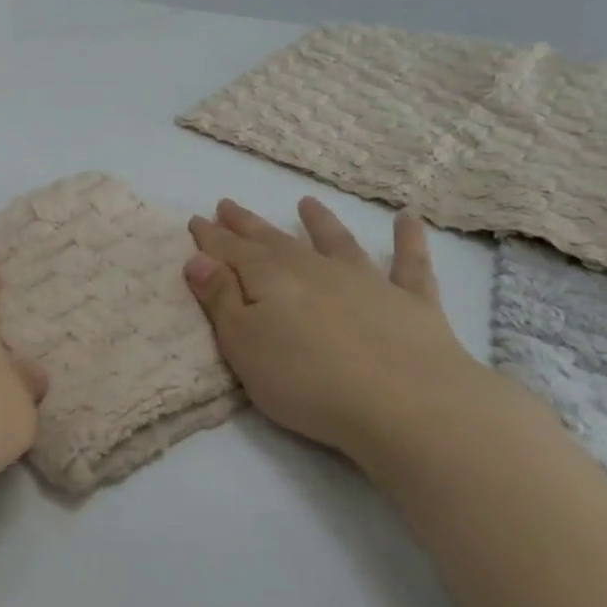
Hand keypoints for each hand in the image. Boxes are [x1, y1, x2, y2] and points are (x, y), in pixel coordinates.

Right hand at [182, 198, 489, 475]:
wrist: (406, 404)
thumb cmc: (307, 381)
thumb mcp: (244, 345)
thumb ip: (220, 300)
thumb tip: (197, 258)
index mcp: (270, 279)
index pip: (231, 251)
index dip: (211, 236)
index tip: (195, 219)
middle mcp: (314, 269)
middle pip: (274, 241)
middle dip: (248, 225)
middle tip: (228, 205)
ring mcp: (366, 281)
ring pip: (336, 242)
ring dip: (320, 222)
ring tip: (306, 202)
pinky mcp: (411, 302)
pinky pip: (409, 264)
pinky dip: (408, 239)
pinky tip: (407, 219)